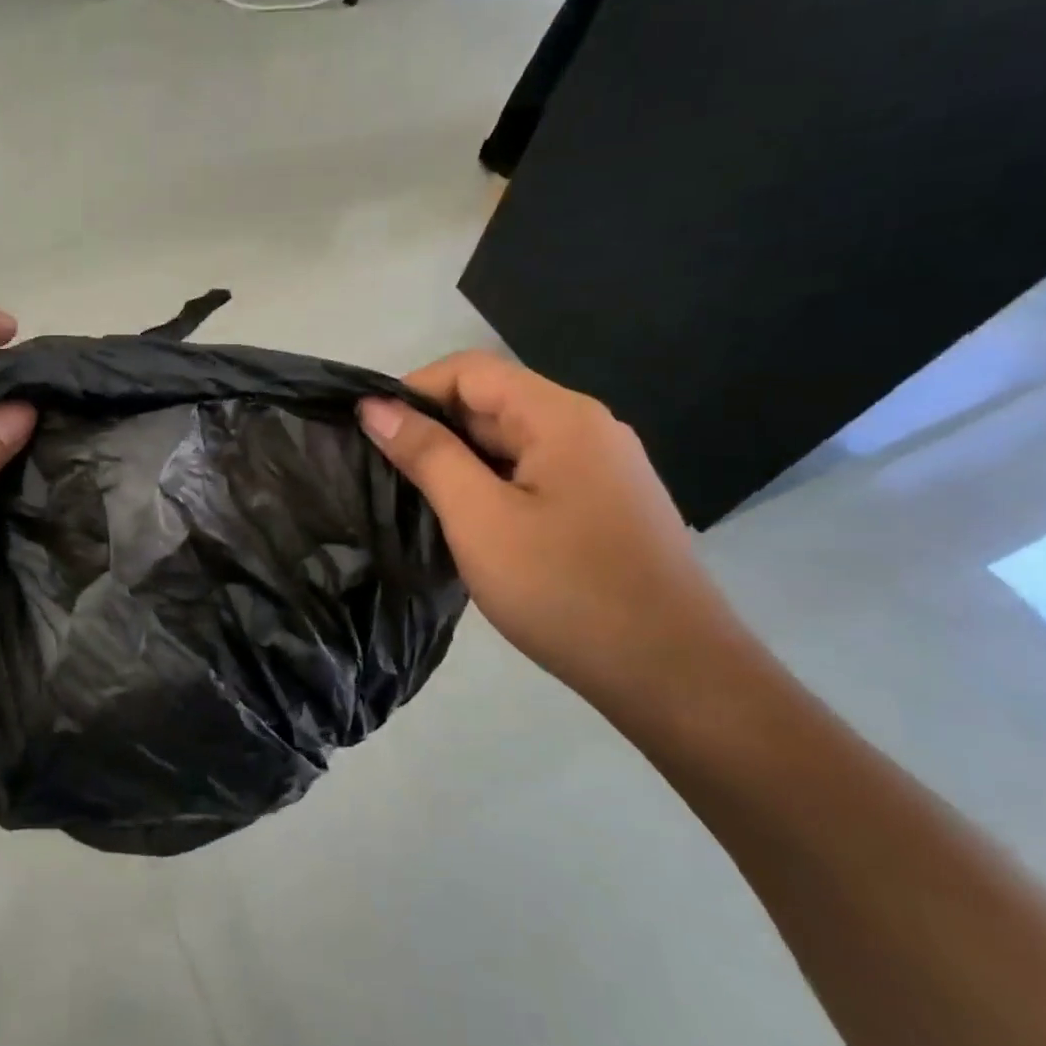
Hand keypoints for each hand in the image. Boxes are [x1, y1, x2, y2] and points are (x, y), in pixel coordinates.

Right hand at [358, 353, 744, 699]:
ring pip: (511, 442)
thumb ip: (427, 454)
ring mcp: (600, 468)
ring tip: (413, 497)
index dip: (413, 389)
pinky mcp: (603, 505)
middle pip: (493, 402)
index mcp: (561, 416)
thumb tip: (375, 407)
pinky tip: (465, 522)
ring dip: (459, 460)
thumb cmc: (566, 590)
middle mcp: (586, 428)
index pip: (471, 370)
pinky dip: (489, 485)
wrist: (675, 676)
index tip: (370, 431)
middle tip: (383, 471)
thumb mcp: (479, 519)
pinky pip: (532, 474)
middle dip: (433, 427)